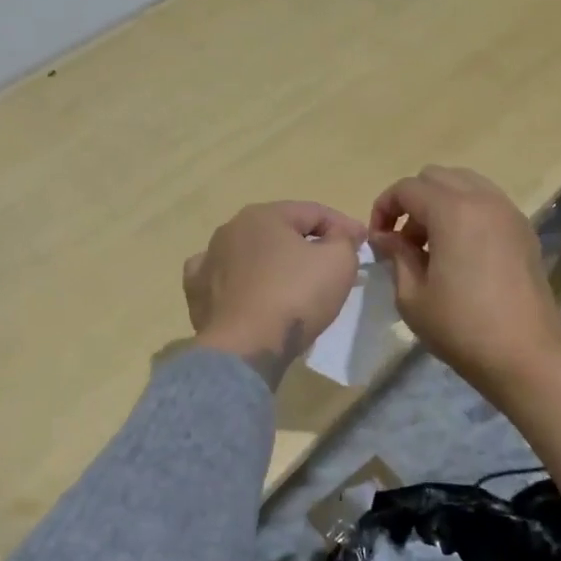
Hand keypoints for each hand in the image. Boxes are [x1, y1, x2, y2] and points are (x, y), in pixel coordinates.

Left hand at [183, 201, 366, 387]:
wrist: (243, 348)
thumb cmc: (294, 297)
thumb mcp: (338, 262)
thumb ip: (343, 240)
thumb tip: (340, 235)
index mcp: (263, 215)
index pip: (313, 212)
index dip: (343, 226)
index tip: (363, 244)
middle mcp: (229, 230)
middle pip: (279, 231)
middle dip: (307, 243)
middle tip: (332, 264)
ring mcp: (208, 260)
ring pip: (250, 254)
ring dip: (272, 262)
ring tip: (293, 284)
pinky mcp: (197, 292)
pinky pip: (225, 280)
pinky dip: (240, 283)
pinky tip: (249, 294)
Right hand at [368, 167, 560, 397]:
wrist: (526, 356)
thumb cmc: (461, 328)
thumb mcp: (412, 296)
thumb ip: (396, 256)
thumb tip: (386, 237)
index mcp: (454, 211)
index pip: (407, 188)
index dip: (384, 208)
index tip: (378, 241)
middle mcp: (484, 200)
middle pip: (436, 176)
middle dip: (412, 202)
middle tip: (403, 241)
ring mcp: (509, 213)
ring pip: (465, 184)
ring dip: (440, 204)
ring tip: (431, 246)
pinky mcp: (524, 231)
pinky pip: (487, 203)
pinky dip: (466, 213)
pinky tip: (460, 253)